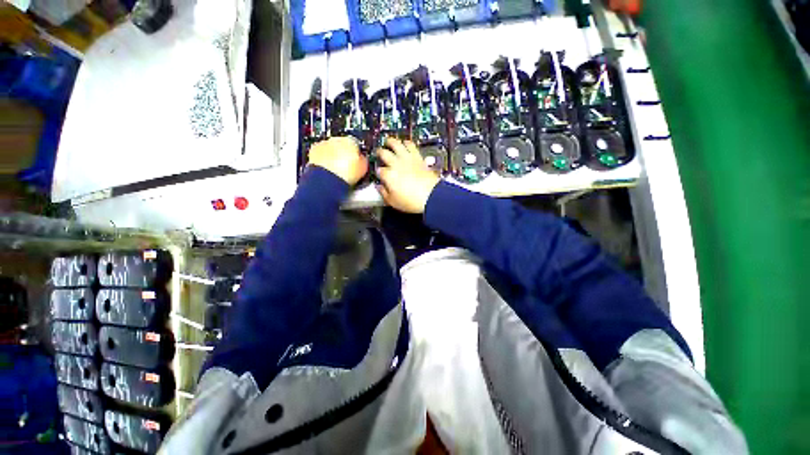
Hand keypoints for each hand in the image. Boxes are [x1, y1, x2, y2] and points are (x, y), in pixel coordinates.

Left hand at [308, 136, 368, 184]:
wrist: (328, 179)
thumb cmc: (347, 174)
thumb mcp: (364, 168)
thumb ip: (364, 160)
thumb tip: (364, 159)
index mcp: (351, 141)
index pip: (357, 144)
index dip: (358, 154)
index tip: (358, 162)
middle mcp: (337, 139)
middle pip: (343, 145)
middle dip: (345, 153)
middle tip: (347, 167)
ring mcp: (324, 144)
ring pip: (332, 148)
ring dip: (334, 156)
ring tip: (337, 170)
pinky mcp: (314, 151)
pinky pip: (321, 153)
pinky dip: (324, 159)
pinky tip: (328, 169)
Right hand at [376, 138, 440, 213]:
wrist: (431, 196)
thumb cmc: (411, 201)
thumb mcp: (393, 202)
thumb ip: (384, 193)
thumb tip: (379, 187)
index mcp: (388, 175)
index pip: (379, 171)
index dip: (378, 172)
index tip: (379, 174)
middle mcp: (395, 164)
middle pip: (384, 153)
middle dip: (380, 152)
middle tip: (379, 152)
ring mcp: (407, 159)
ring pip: (396, 144)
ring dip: (391, 141)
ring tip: (388, 141)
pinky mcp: (418, 157)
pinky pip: (411, 145)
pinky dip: (407, 143)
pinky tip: (405, 143)